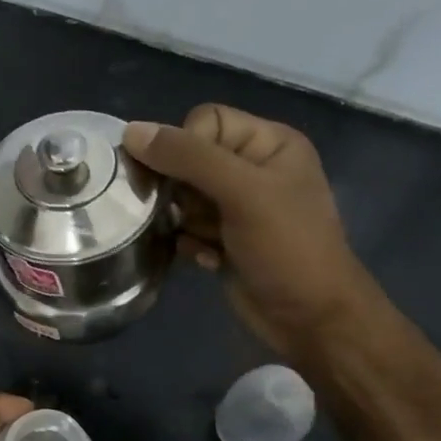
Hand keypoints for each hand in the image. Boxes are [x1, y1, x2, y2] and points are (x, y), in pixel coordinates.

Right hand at [124, 105, 377, 358]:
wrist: (309, 319)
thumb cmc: (286, 247)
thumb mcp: (242, 193)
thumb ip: (188, 158)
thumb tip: (131, 131)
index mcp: (268, 144)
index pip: (205, 121)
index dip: (185, 146)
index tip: (182, 180)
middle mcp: (252, 169)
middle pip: (188, 159)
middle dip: (179, 188)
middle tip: (186, 213)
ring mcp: (236, 207)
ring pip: (181, 196)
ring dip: (183, 220)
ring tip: (203, 240)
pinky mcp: (222, 239)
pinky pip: (185, 228)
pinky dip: (189, 243)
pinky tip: (208, 260)